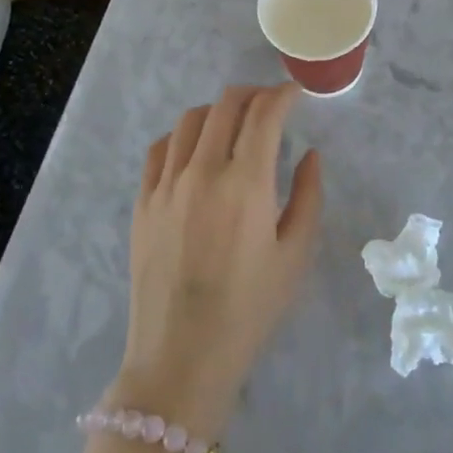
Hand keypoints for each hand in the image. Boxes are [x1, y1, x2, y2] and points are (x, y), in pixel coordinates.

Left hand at [111, 84, 323, 438]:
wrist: (182, 357)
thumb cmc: (249, 310)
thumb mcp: (295, 256)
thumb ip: (308, 196)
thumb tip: (310, 154)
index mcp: (246, 183)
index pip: (264, 114)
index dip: (283, 95)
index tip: (295, 94)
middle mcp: (203, 171)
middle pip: (226, 104)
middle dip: (253, 94)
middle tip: (269, 104)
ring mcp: (167, 183)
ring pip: (191, 119)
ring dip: (218, 111)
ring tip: (233, 124)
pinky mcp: (142, 201)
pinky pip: (159, 148)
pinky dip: (181, 136)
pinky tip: (194, 150)